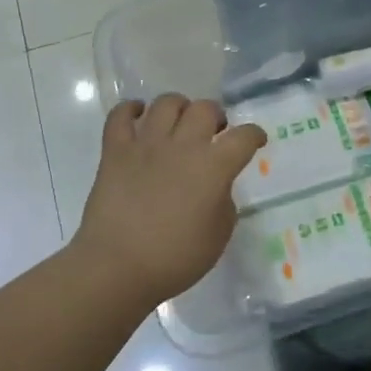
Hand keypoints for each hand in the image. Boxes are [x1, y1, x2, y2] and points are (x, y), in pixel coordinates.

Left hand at [71, 94, 267, 303]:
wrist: (117, 267)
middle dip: (216, 116)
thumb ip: (224, 202)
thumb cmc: (175, 259)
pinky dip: (131, 110)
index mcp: (214, 167)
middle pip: (205, 108)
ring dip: (179, 107)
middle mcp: (182, 146)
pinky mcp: (115, 151)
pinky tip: (138, 116)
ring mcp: (146, 144)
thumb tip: (216, 186)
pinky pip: (120, 115)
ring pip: (166, 103)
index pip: (244, 137)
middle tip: (214, 132)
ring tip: (179, 123)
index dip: (254, 136)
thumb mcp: (218, 235)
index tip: (255, 141)